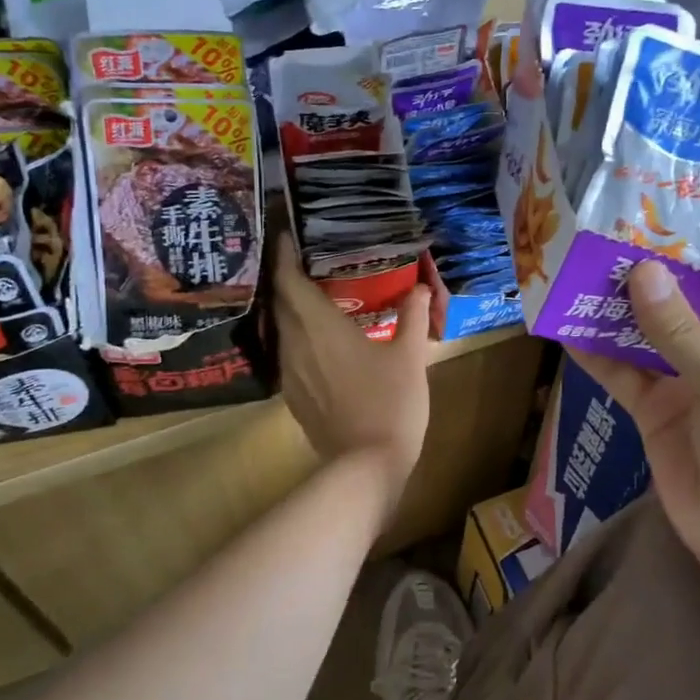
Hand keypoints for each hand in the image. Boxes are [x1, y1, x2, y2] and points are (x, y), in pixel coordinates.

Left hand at [273, 235, 431, 506]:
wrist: (366, 465)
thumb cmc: (390, 403)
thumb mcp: (409, 357)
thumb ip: (413, 316)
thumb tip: (420, 286)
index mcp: (319, 326)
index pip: (288, 279)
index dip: (284, 254)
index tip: (289, 234)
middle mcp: (295, 343)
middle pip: (279, 302)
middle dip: (287, 278)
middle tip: (308, 261)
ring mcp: (289, 372)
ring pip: (281, 329)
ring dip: (290, 308)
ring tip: (313, 295)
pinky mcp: (293, 396)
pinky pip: (287, 353)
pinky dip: (296, 337)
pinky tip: (316, 341)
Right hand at [570, 237, 699, 579]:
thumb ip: (682, 332)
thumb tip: (642, 271)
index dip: (698, 236)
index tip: (652, 204)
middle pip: (681, 296)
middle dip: (643, 269)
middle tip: (596, 235)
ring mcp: (687, 380)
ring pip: (645, 333)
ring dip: (612, 309)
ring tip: (571, 274)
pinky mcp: (656, 410)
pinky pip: (623, 373)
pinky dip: (596, 354)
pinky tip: (564, 331)